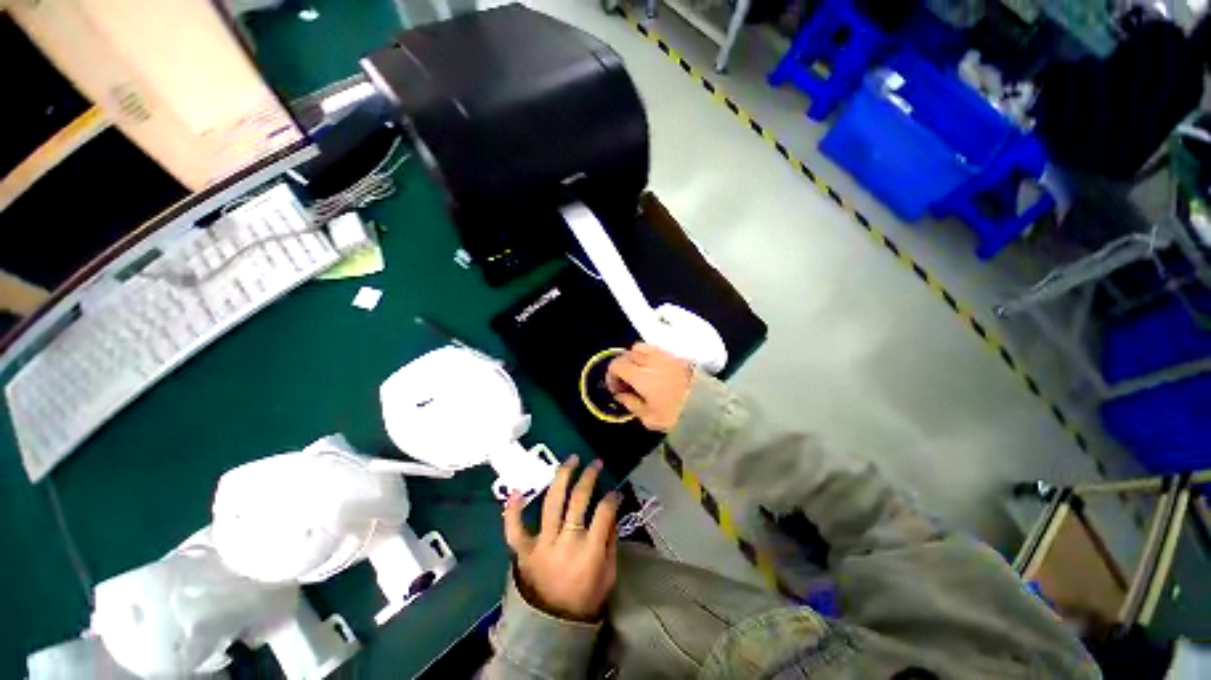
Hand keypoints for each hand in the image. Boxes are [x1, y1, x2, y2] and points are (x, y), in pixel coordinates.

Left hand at [503, 455, 619, 621]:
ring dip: (562, 477)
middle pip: (578, 499)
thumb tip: (611, 509)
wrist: (552, 627)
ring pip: (551, 502)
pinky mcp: (523, 551)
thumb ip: (610, 541)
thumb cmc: (586, 599)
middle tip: (595, 463)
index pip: (603, 512)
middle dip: (589, 477)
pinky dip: (513, 511)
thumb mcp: (608, 574)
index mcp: (590, 551)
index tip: (614, 491)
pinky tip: (517, 490)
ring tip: (571, 459)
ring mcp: (542, 544)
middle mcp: (566, 541)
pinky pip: (515, 529)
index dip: (611, 498)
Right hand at [606, 343, 692, 431]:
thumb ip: (631, 403)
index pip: (617, 365)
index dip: (611, 375)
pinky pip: (655, 349)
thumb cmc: (675, 415)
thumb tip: (620, 394)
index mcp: (640, 375)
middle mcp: (650, 360)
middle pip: (627, 353)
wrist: (708, 407)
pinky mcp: (676, 355)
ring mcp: (664, 355)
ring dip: (634, 357)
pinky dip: (648, 355)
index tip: (616, 388)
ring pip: (640, 346)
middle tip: (625, 381)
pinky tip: (654, 369)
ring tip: (639, 371)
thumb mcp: (649, 417)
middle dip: (622, 365)